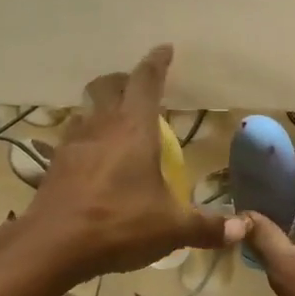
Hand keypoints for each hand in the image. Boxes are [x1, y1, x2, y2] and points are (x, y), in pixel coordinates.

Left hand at [26, 47, 238, 280]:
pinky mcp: (54, 166)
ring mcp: (72, 144)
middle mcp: (101, 126)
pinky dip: (86, 139)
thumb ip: (207, 226)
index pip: (146, 82)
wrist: (53, 246)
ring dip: (102, 108)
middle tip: (139, 88)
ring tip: (117, 124)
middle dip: (124, 80)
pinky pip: (72, 139)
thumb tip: (242, 229)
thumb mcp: (172, 228)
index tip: (165, 50)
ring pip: (86, 111)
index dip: (156, 63)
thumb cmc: (119, 224)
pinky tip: (93, 159)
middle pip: (108, 86)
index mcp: (134, 129)